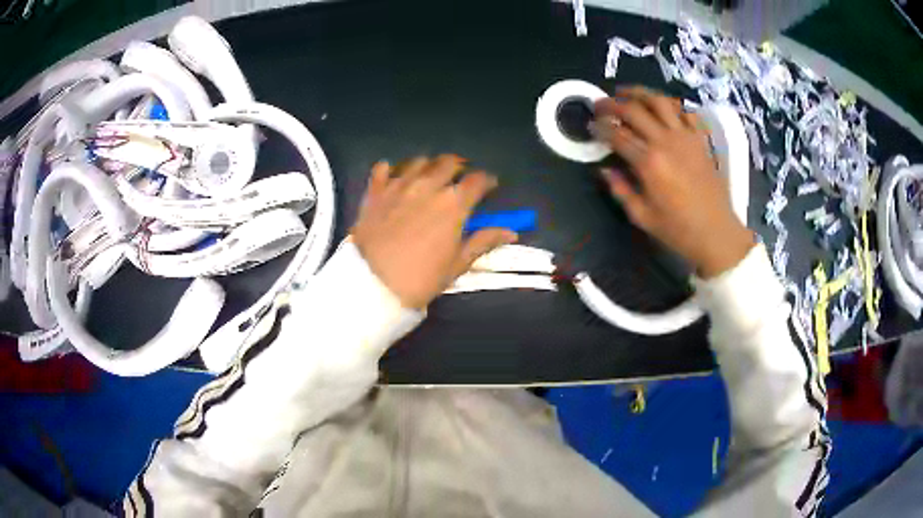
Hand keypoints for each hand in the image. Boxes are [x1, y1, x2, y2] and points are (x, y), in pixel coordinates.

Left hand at [351, 155, 517, 308]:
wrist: (373, 284)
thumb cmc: (421, 278)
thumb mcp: (458, 264)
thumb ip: (483, 241)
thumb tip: (510, 232)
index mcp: (453, 203)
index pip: (478, 180)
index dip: (487, 181)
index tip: (488, 187)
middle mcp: (428, 185)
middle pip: (449, 162)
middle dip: (459, 168)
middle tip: (459, 181)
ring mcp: (399, 185)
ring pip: (419, 161)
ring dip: (429, 166)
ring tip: (429, 178)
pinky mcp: (375, 191)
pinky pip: (383, 168)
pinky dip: (391, 170)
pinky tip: (394, 179)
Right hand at [591, 86, 754, 278]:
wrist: (716, 233)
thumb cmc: (678, 229)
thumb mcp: (641, 216)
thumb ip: (620, 189)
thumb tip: (604, 169)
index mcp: (648, 163)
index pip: (616, 134)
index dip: (599, 127)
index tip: (589, 126)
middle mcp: (665, 142)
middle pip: (633, 110)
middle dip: (611, 104)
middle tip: (599, 105)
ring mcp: (686, 137)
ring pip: (659, 101)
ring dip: (639, 92)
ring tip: (626, 93)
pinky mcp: (700, 139)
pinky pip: (685, 111)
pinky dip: (671, 105)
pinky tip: (661, 108)